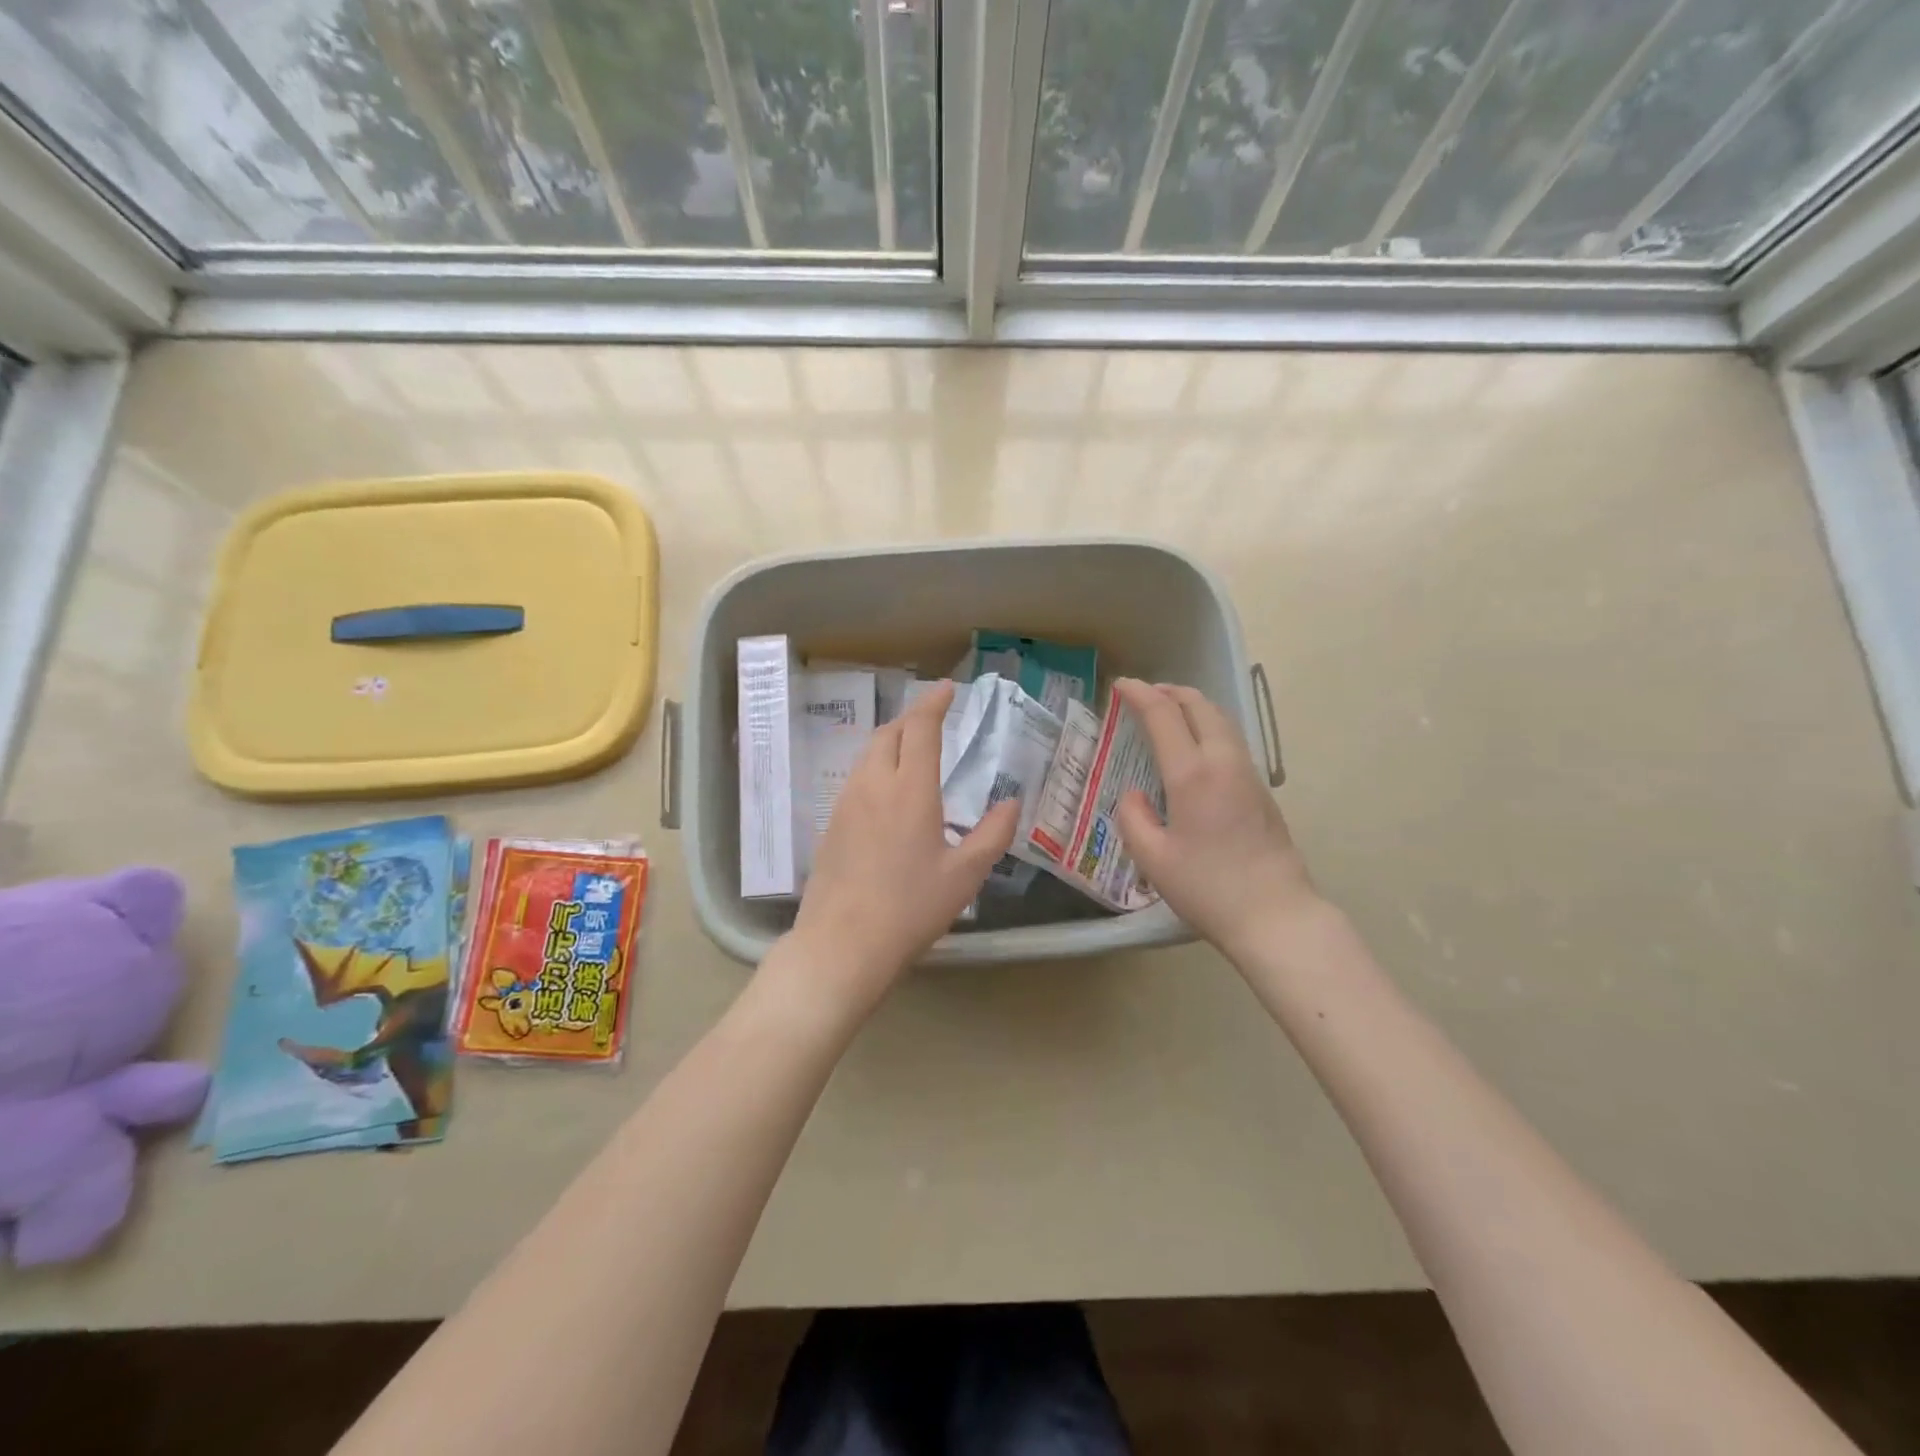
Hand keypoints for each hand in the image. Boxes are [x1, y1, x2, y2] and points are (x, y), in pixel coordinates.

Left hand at [788, 681, 1018, 1015]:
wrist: (842, 943)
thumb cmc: (911, 908)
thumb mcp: (965, 875)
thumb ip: (992, 834)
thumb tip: (1011, 803)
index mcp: (910, 789)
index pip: (920, 728)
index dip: (934, 703)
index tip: (947, 689)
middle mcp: (873, 784)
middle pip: (889, 733)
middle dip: (912, 719)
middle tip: (934, 721)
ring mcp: (846, 803)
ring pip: (868, 754)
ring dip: (892, 742)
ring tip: (912, 753)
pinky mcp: (831, 823)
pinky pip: (856, 778)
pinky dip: (876, 768)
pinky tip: (887, 794)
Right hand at [1114, 678, 1321, 958]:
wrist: (1275, 915)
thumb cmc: (1207, 888)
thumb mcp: (1153, 859)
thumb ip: (1133, 819)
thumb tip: (1134, 796)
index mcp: (1192, 775)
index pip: (1164, 716)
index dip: (1140, 695)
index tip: (1121, 685)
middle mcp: (1223, 763)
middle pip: (1200, 706)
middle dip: (1170, 692)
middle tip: (1145, 694)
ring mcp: (1248, 775)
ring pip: (1221, 721)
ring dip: (1193, 707)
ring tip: (1170, 712)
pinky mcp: (1261, 791)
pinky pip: (1231, 741)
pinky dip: (1208, 727)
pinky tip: (1196, 748)